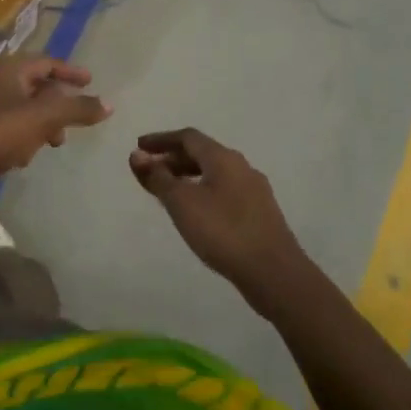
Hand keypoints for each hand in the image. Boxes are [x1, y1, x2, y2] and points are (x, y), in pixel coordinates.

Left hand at [0, 56, 111, 190]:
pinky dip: (23, 137)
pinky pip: (8, 128)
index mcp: (9, 71)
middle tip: (73, 122)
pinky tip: (23, 158)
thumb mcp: (44, 118)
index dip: (70, 71)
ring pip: (23, 109)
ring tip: (52, 144)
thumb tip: (109, 104)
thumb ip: (77, 109)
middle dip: (58, 104)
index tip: (90, 82)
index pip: (46, 62)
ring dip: (42, 124)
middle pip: (35, 86)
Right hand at [129, 129, 306, 307]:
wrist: (274, 272)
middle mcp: (241, 166)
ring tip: (167, 192)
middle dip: (173, 158)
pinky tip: (195, 211)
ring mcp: (254, 190)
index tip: (139, 147)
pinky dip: (203, 191)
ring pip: (214, 173)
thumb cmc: (222, 231)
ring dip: (188, 176)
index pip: (188, 137)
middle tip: (149, 170)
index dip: (161, 140)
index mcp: (223, 158)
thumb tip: (136, 155)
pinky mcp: (260, 212)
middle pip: (202, 153)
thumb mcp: (182, 203)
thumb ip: (158, 178)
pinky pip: (224, 190)